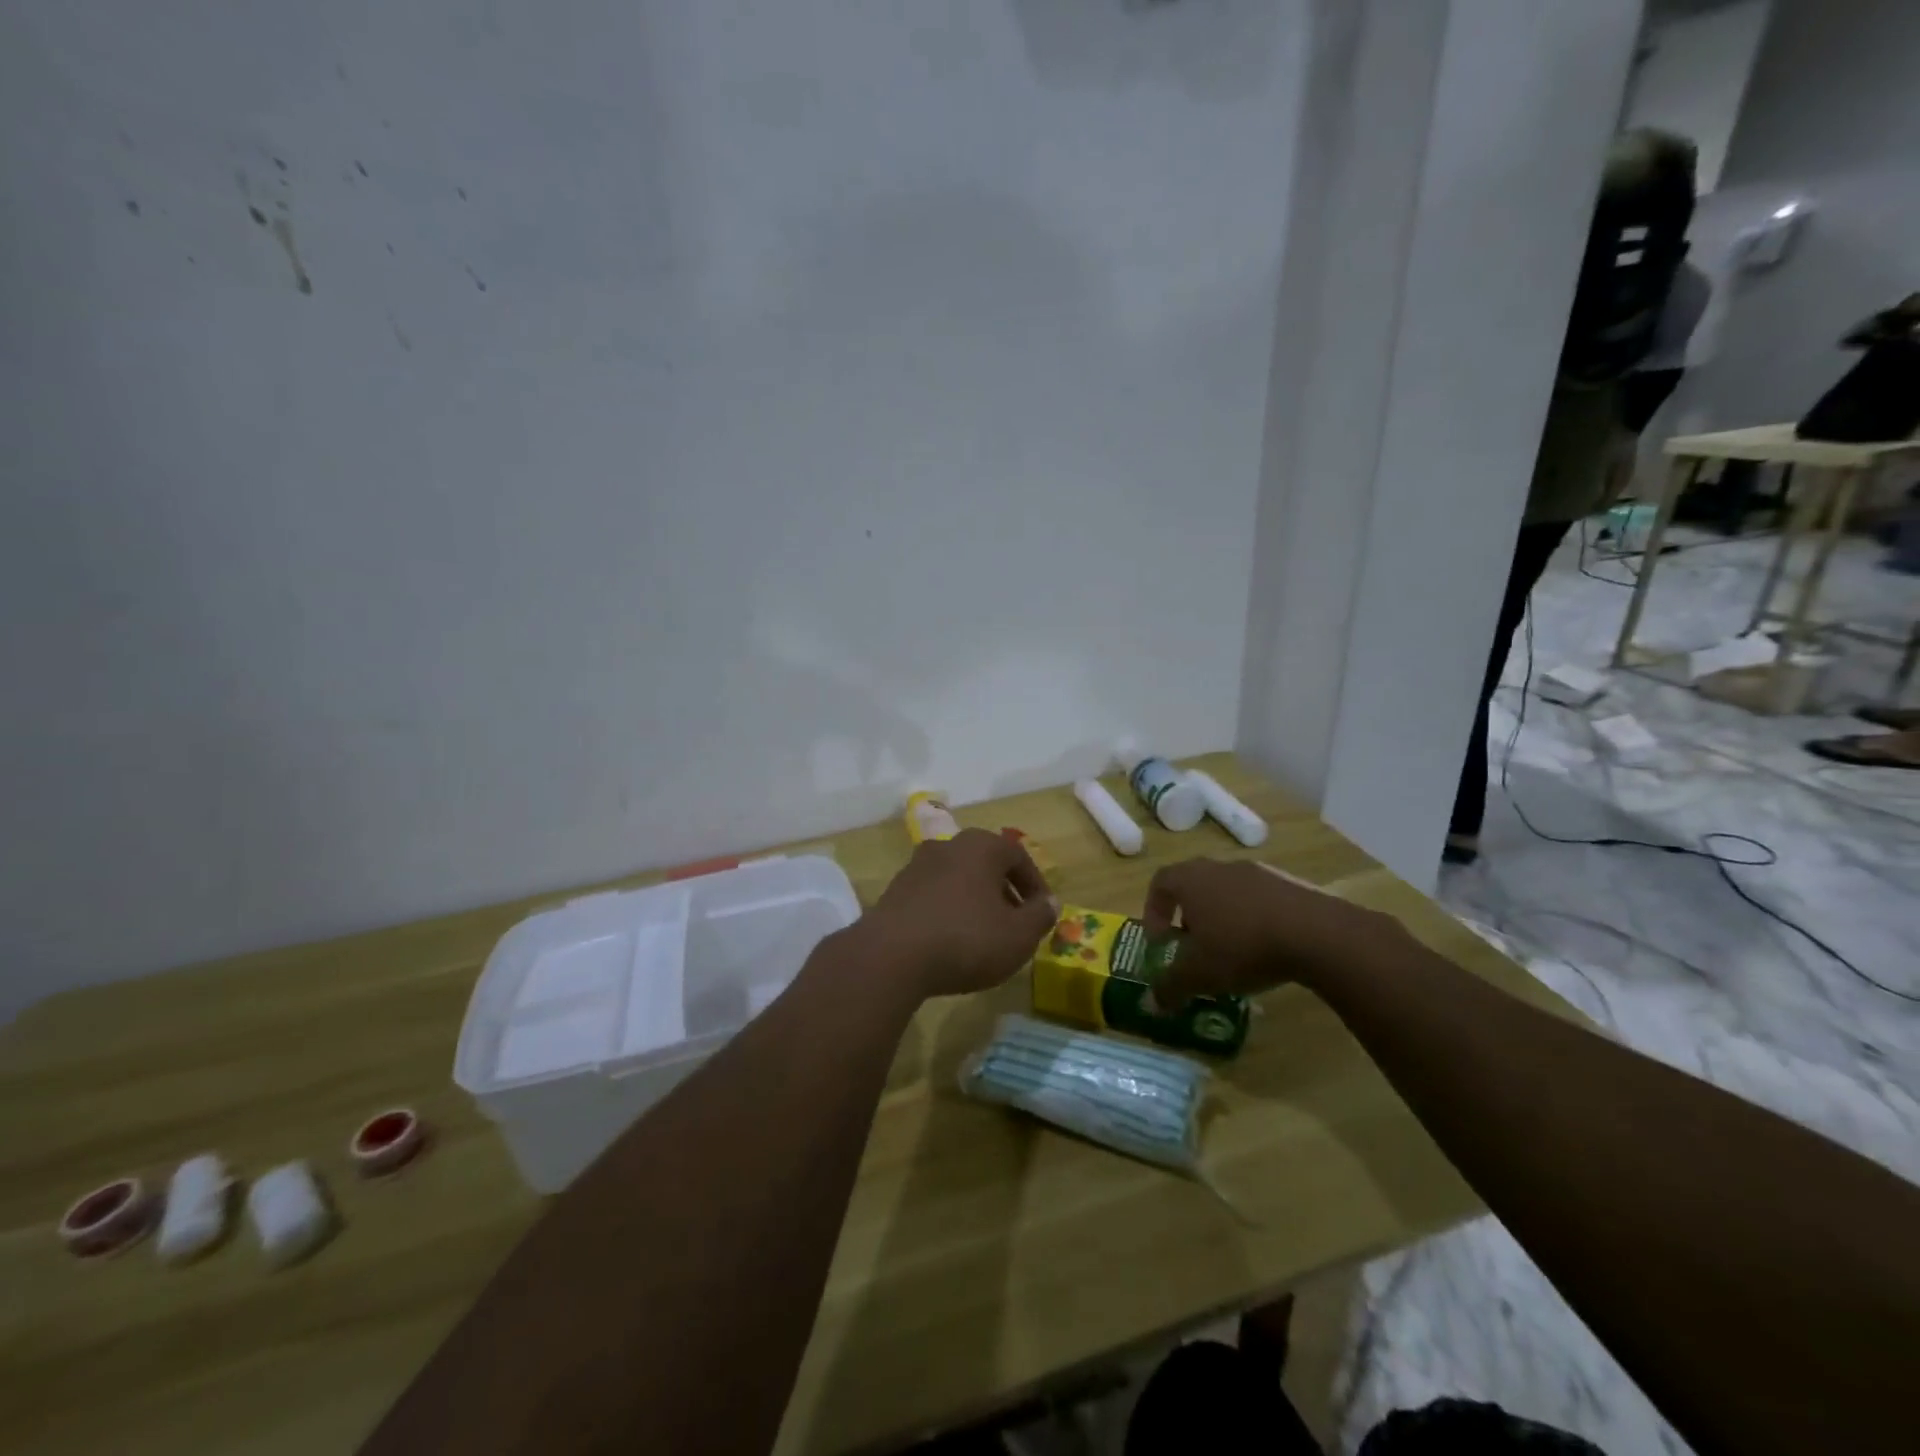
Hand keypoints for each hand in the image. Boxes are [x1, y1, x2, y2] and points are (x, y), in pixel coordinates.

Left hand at [852, 829, 1058, 1001]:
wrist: (891, 956)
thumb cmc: (966, 939)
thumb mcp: (1018, 936)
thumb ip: (1040, 916)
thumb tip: (1050, 903)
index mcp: (982, 846)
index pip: (1019, 857)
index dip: (1036, 885)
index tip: (1043, 913)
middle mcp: (948, 845)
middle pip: (987, 864)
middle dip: (1005, 891)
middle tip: (1016, 923)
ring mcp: (917, 865)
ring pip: (959, 878)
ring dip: (976, 901)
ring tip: (985, 935)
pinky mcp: (895, 890)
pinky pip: (934, 895)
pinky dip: (949, 910)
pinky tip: (951, 940)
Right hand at [1142, 858, 1391, 1009]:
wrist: (1316, 934)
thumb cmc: (1242, 946)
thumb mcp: (1199, 975)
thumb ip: (1170, 987)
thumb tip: (1151, 1004)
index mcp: (1191, 879)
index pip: (1160, 882)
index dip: (1153, 910)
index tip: (1160, 941)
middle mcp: (1220, 868)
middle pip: (1194, 885)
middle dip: (1188, 917)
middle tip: (1193, 947)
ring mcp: (1257, 873)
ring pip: (1227, 893)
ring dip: (1222, 919)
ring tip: (1231, 953)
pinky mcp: (1289, 885)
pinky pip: (1258, 901)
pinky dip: (1253, 921)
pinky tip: (1264, 950)